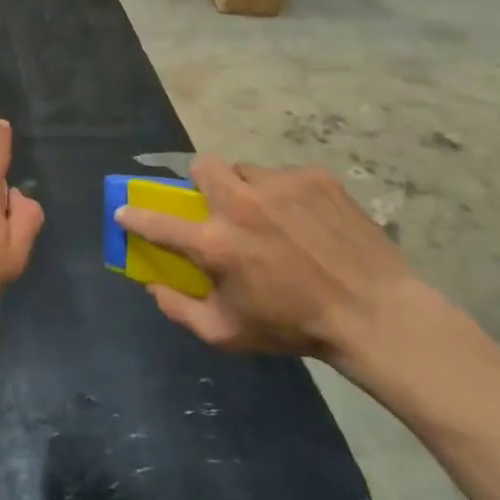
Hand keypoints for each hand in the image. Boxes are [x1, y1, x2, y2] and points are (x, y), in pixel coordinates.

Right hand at [116, 158, 429, 364]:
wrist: (375, 313)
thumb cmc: (294, 327)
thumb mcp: (227, 333)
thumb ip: (179, 310)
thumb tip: (152, 286)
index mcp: (215, 243)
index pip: (157, 221)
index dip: (134, 215)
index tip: (124, 210)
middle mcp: (240, 204)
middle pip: (202, 166)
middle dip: (202, 182)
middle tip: (218, 206)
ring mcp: (279, 185)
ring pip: (246, 171)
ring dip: (246, 190)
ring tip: (271, 217)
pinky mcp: (315, 178)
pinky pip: (285, 177)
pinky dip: (286, 195)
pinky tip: (307, 222)